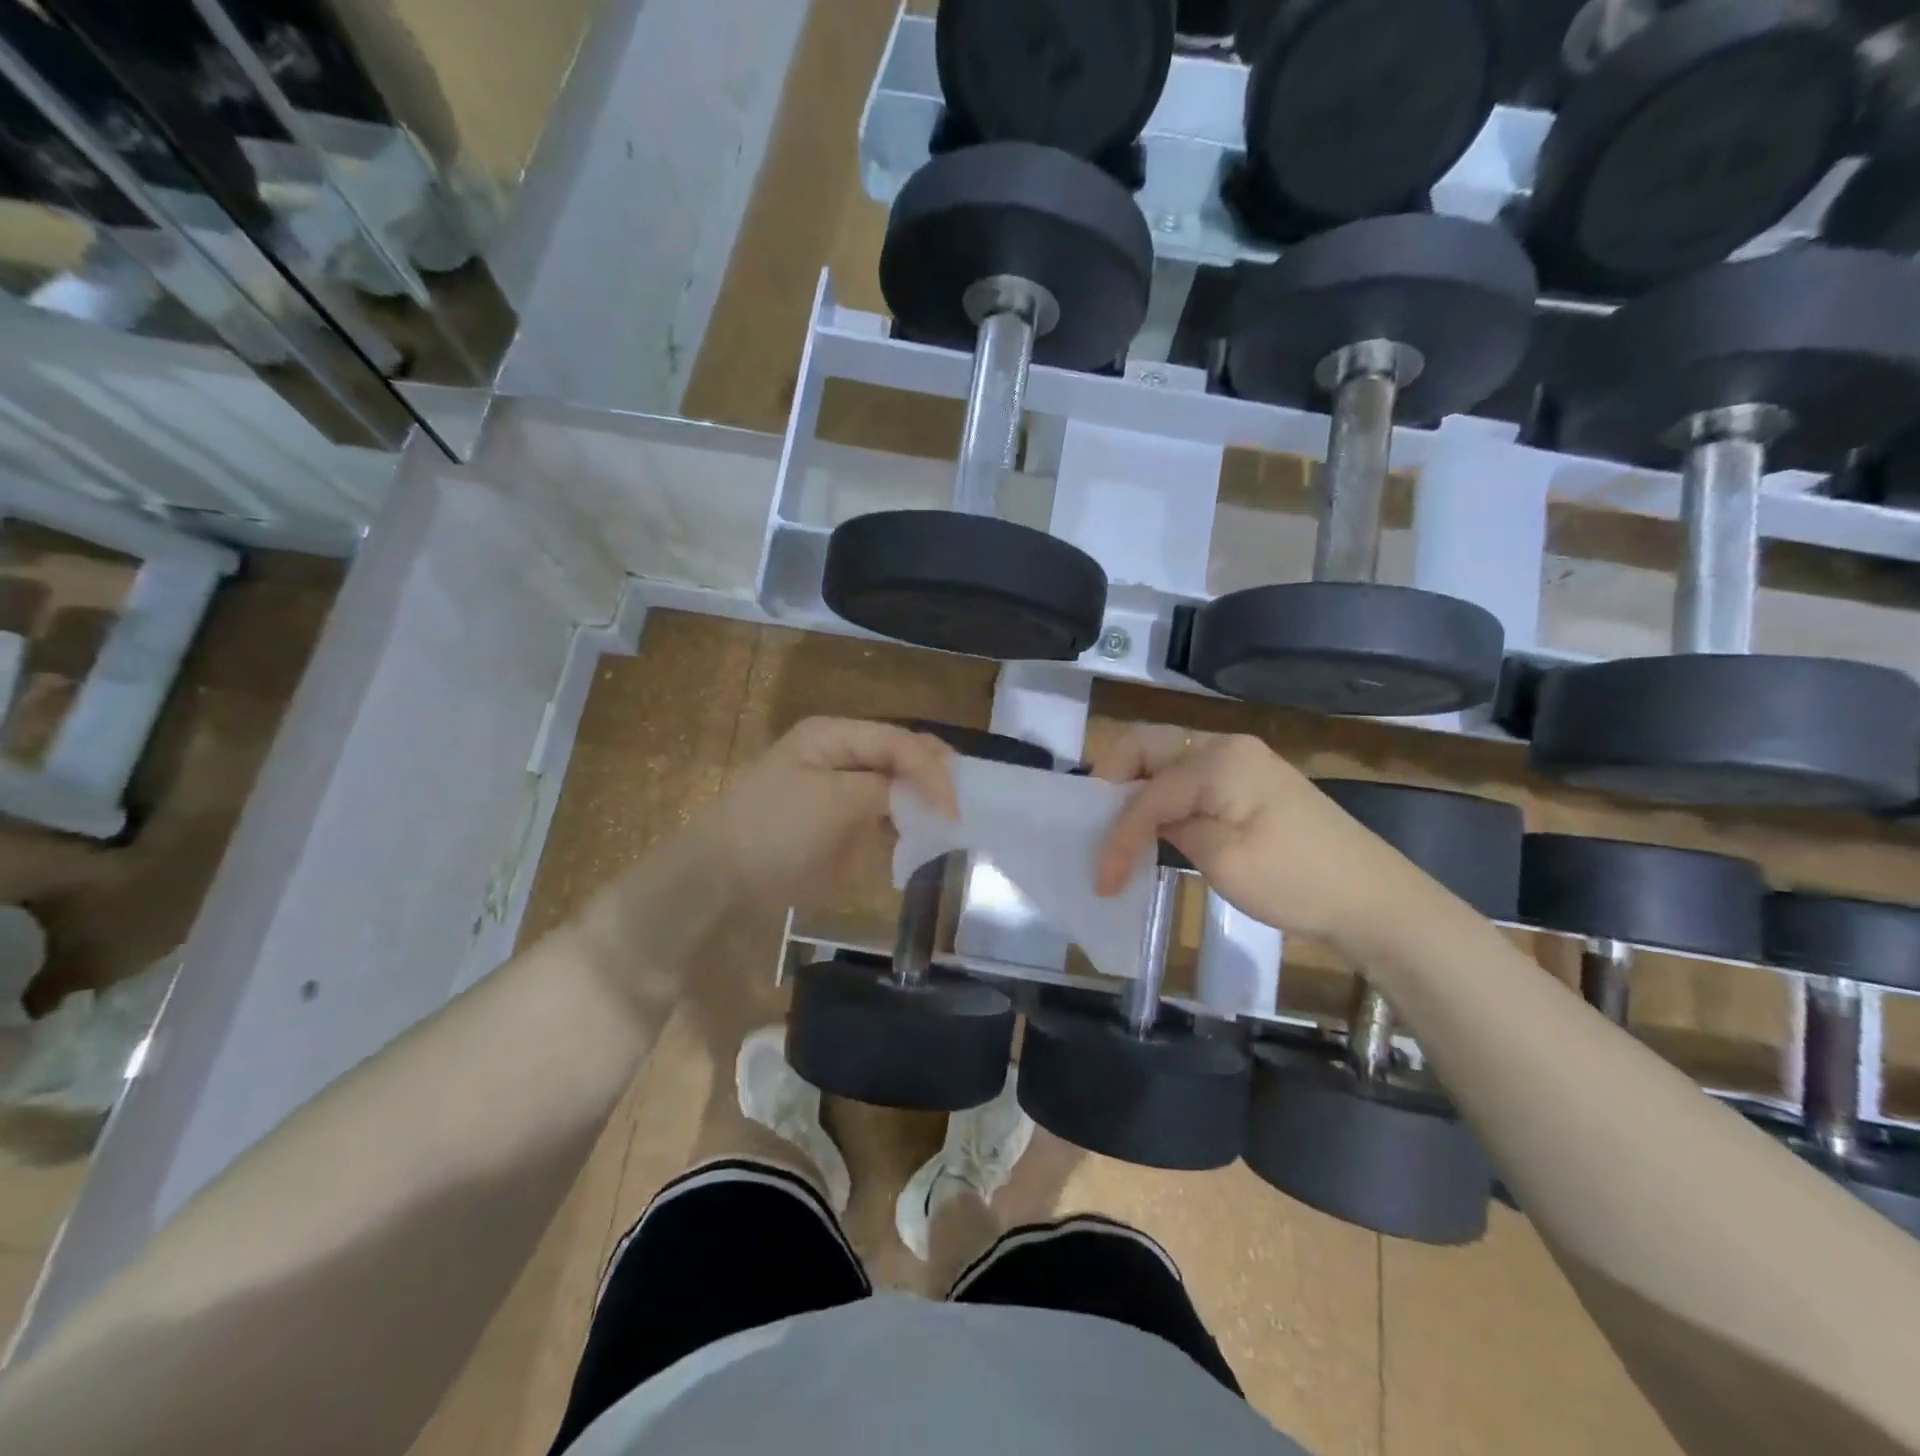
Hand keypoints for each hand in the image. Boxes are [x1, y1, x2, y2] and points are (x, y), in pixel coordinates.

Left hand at [687, 717, 957, 909]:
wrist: (722, 880)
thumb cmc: (773, 829)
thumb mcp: (832, 800)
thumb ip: (885, 789)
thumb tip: (925, 795)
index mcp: (836, 736)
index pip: (899, 742)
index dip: (932, 770)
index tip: (953, 809)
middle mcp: (845, 756)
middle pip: (904, 759)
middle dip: (934, 781)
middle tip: (960, 812)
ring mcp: (845, 792)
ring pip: (901, 789)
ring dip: (925, 805)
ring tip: (951, 827)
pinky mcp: (846, 826)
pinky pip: (888, 820)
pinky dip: (909, 830)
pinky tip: (925, 842)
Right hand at [1091, 725, 1415, 945]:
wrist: (1374, 899)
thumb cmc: (1296, 879)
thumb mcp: (1223, 859)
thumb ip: (1171, 830)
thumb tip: (1145, 824)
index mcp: (1218, 760)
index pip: (1147, 792)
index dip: (1115, 834)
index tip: (1099, 878)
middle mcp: (1225, 746)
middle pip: (1147, 748)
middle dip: (1112, 783)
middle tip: (1092, 825)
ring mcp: (1240, 762)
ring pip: (1166, 761)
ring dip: (1135, 789)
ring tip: (1116, 830)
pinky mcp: (1249, 783)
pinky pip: (1189, 779)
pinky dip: (1163, 798)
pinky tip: (1155, 828)